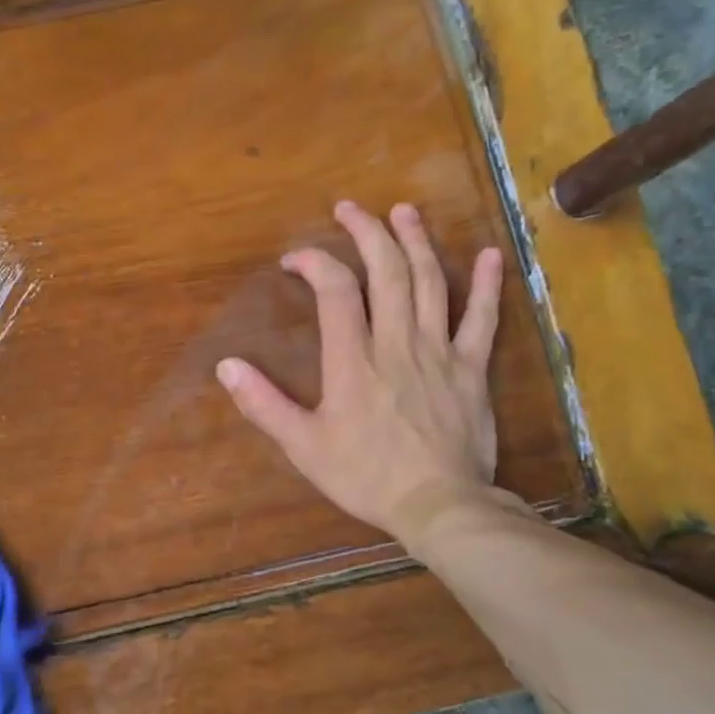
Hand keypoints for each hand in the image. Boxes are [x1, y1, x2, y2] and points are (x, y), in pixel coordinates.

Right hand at [216, 200, 510, 545]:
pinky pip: (482, 319)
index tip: (296, 260)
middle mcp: (397, 342)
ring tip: (404, 211)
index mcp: (353, 359)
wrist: (439, 505)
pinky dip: (485, 285)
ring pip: (430, 282)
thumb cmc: (365, 476)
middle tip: (350, 208)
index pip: (334, 289)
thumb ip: (264, 404)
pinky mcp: (471, 368)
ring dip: (416, 242)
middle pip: (386, 271)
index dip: (315, 262)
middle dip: (366, 232)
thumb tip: (226, 366)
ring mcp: (439, 351)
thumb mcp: (303, 446)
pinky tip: (488, 254)